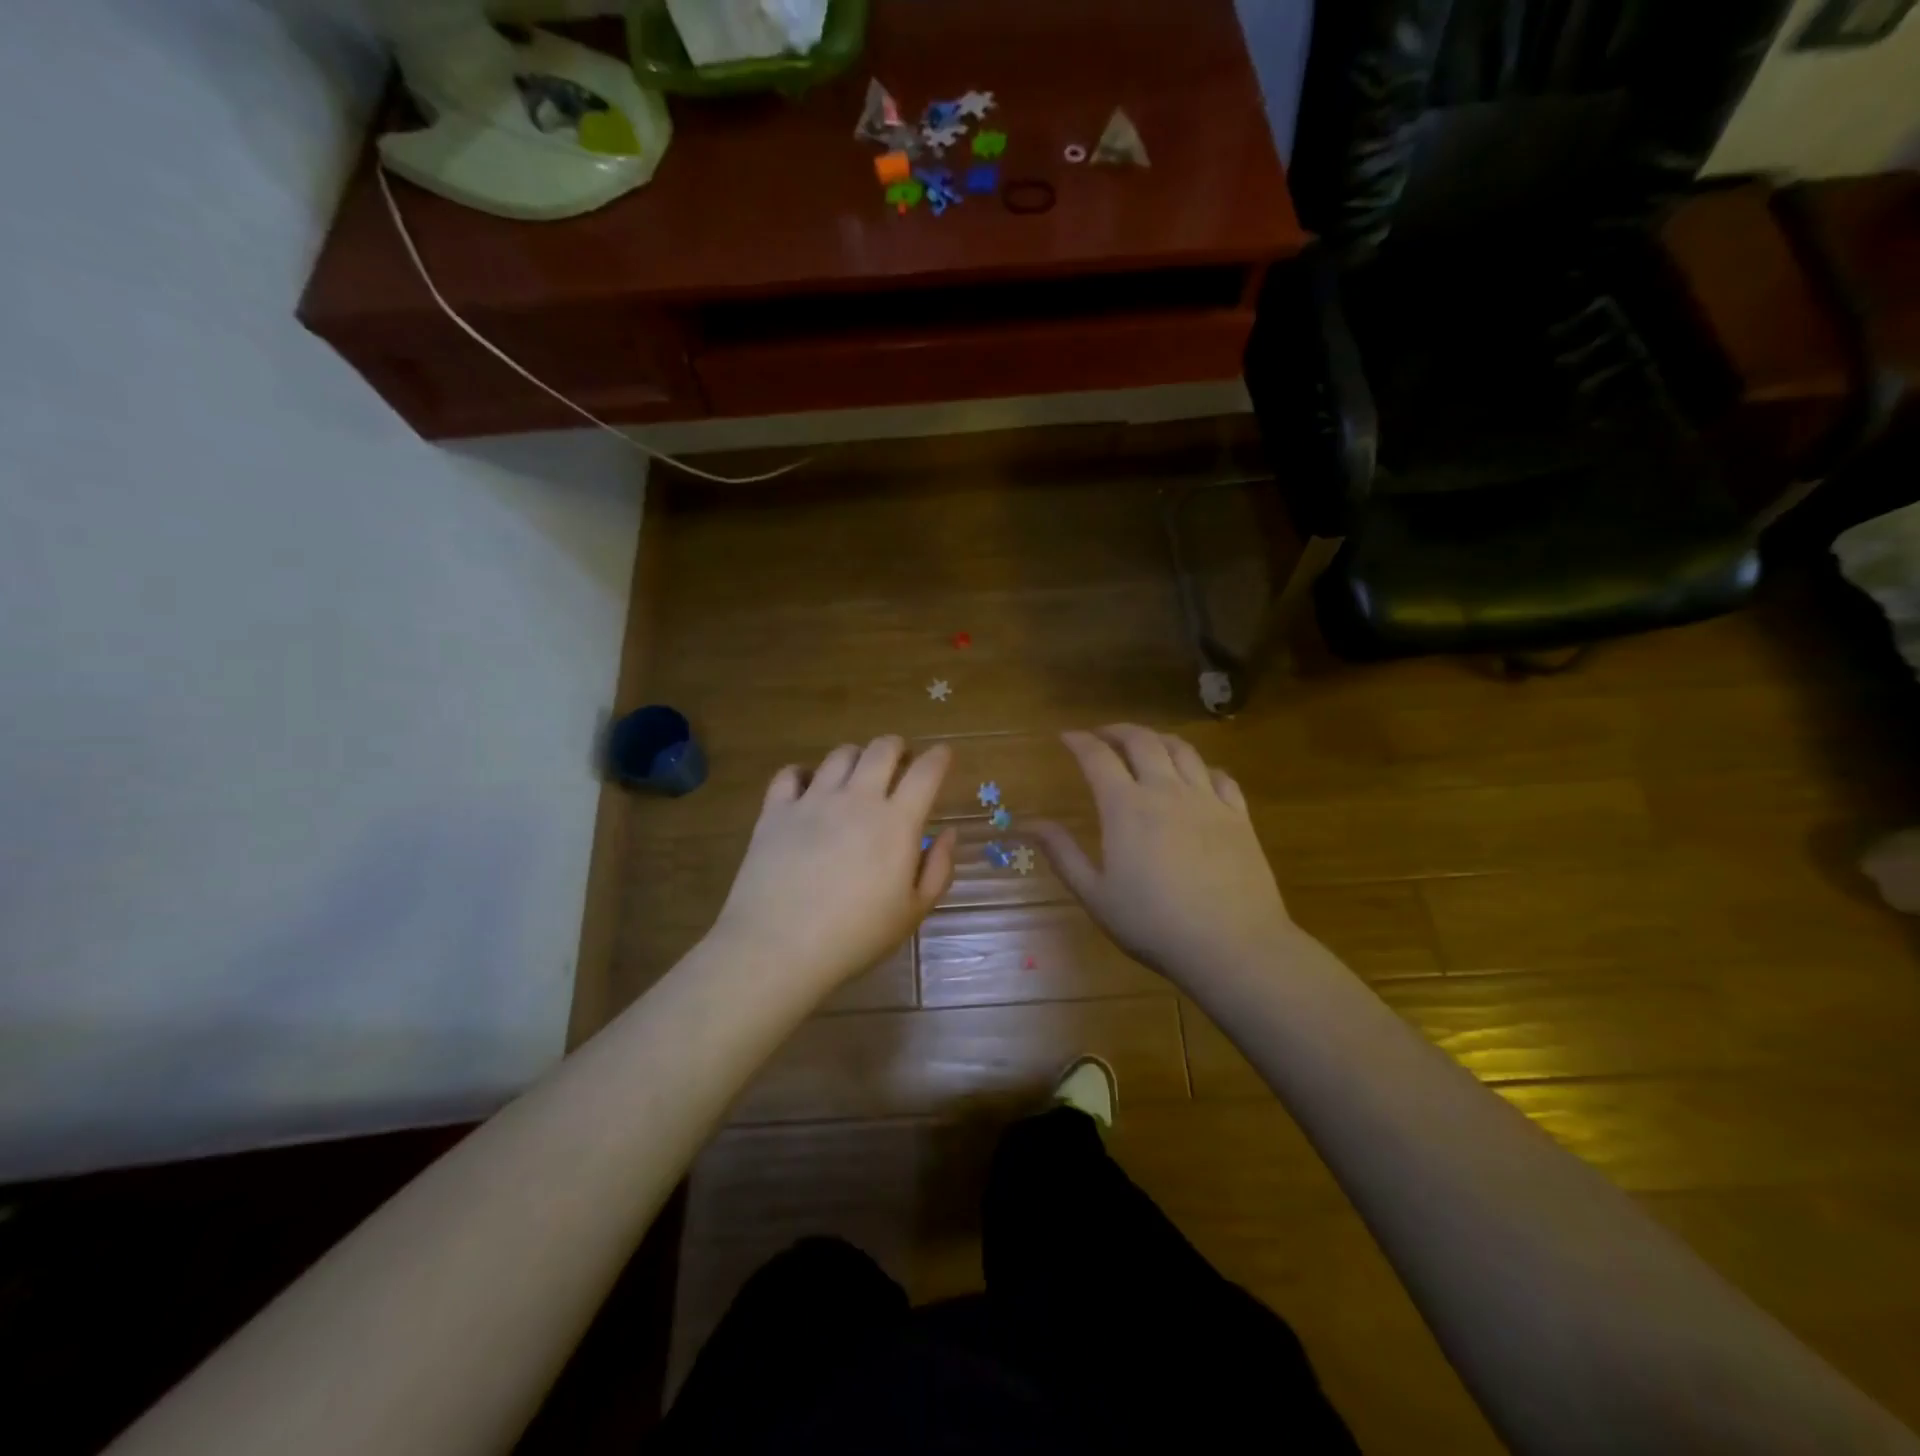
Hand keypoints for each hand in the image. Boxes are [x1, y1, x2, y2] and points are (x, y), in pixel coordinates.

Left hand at [710, 737, 956, 992]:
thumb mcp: (913, 912)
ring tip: (857, 775)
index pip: (926, 772)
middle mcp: (857, 799)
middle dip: (898, 747)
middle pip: (882, 749)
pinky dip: (803, 773)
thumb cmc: (856, 936)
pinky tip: (807, 787)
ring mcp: (813, 800)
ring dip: (856, 757)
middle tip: (900, 763)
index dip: (939, 757)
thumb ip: (938, 868)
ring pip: (840, 755)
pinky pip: (790, 774)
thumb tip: (947, 833)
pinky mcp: (776, 811)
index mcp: (897, 822)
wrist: (779, 947)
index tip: (944, 755)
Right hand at [1029, 726, 1294, 982]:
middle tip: (1102, 735)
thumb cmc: (1154, 924)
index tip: (1066, 736)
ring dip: (1158, 739)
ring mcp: (1207, 800)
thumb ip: (1063, 854)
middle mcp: (1166, 791)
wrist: (1232, 945)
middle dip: (1117, 730)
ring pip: (1182, 750)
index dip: (1079, 741)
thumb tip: (1029, 824)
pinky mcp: (1238, 816)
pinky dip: (1201, 766)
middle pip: (1142, 741)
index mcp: (1126, 807)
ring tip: (1146, 744)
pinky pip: (1220, 775)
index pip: (1097, 757)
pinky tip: (1196, 775)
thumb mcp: (1096, 895)